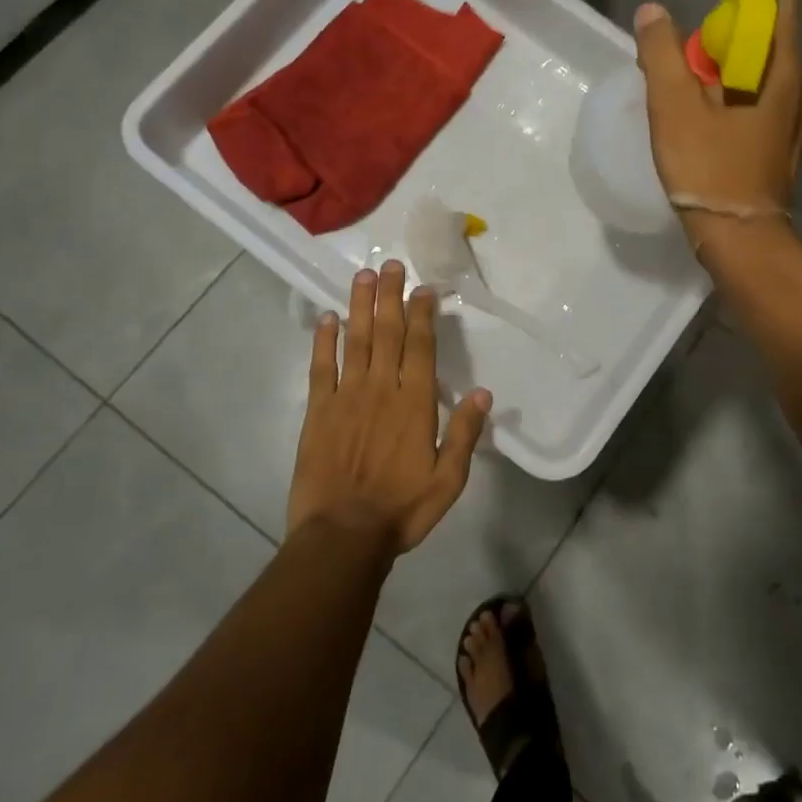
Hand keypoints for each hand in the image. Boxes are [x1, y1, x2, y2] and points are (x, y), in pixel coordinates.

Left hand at [287, 261, 492, 555]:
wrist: (342, 536)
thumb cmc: (401, 509)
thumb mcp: (448, 480)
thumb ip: (464, 434)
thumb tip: (483, 393)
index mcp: (414, 403)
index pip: (420, 346)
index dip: (422, 314)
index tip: (424, 288)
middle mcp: (381, 389)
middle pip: (387, 333)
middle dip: (391, 296)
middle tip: (392, 265)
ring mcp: (347, 397)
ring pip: (356, 341)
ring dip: (360, 306)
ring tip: (364, 276)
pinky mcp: (319, 411)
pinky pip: (321, 368)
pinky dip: (323, 341)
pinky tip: (326, 318)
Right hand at [632, 0, 801, 241]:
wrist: (742, 237)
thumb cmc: (709, 169)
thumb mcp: (673, 108)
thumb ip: (661, 54)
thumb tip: (653, 12)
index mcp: (777, 64)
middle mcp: (797, 79)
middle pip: (769, 20)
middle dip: (731, 0)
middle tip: (689, 0)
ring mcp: (793, 109)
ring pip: (761, 56)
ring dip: (728, 40)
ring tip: (687, 52)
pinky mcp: (781, 133)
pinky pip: (759, 86)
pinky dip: (732, 73)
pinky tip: (703, 93)